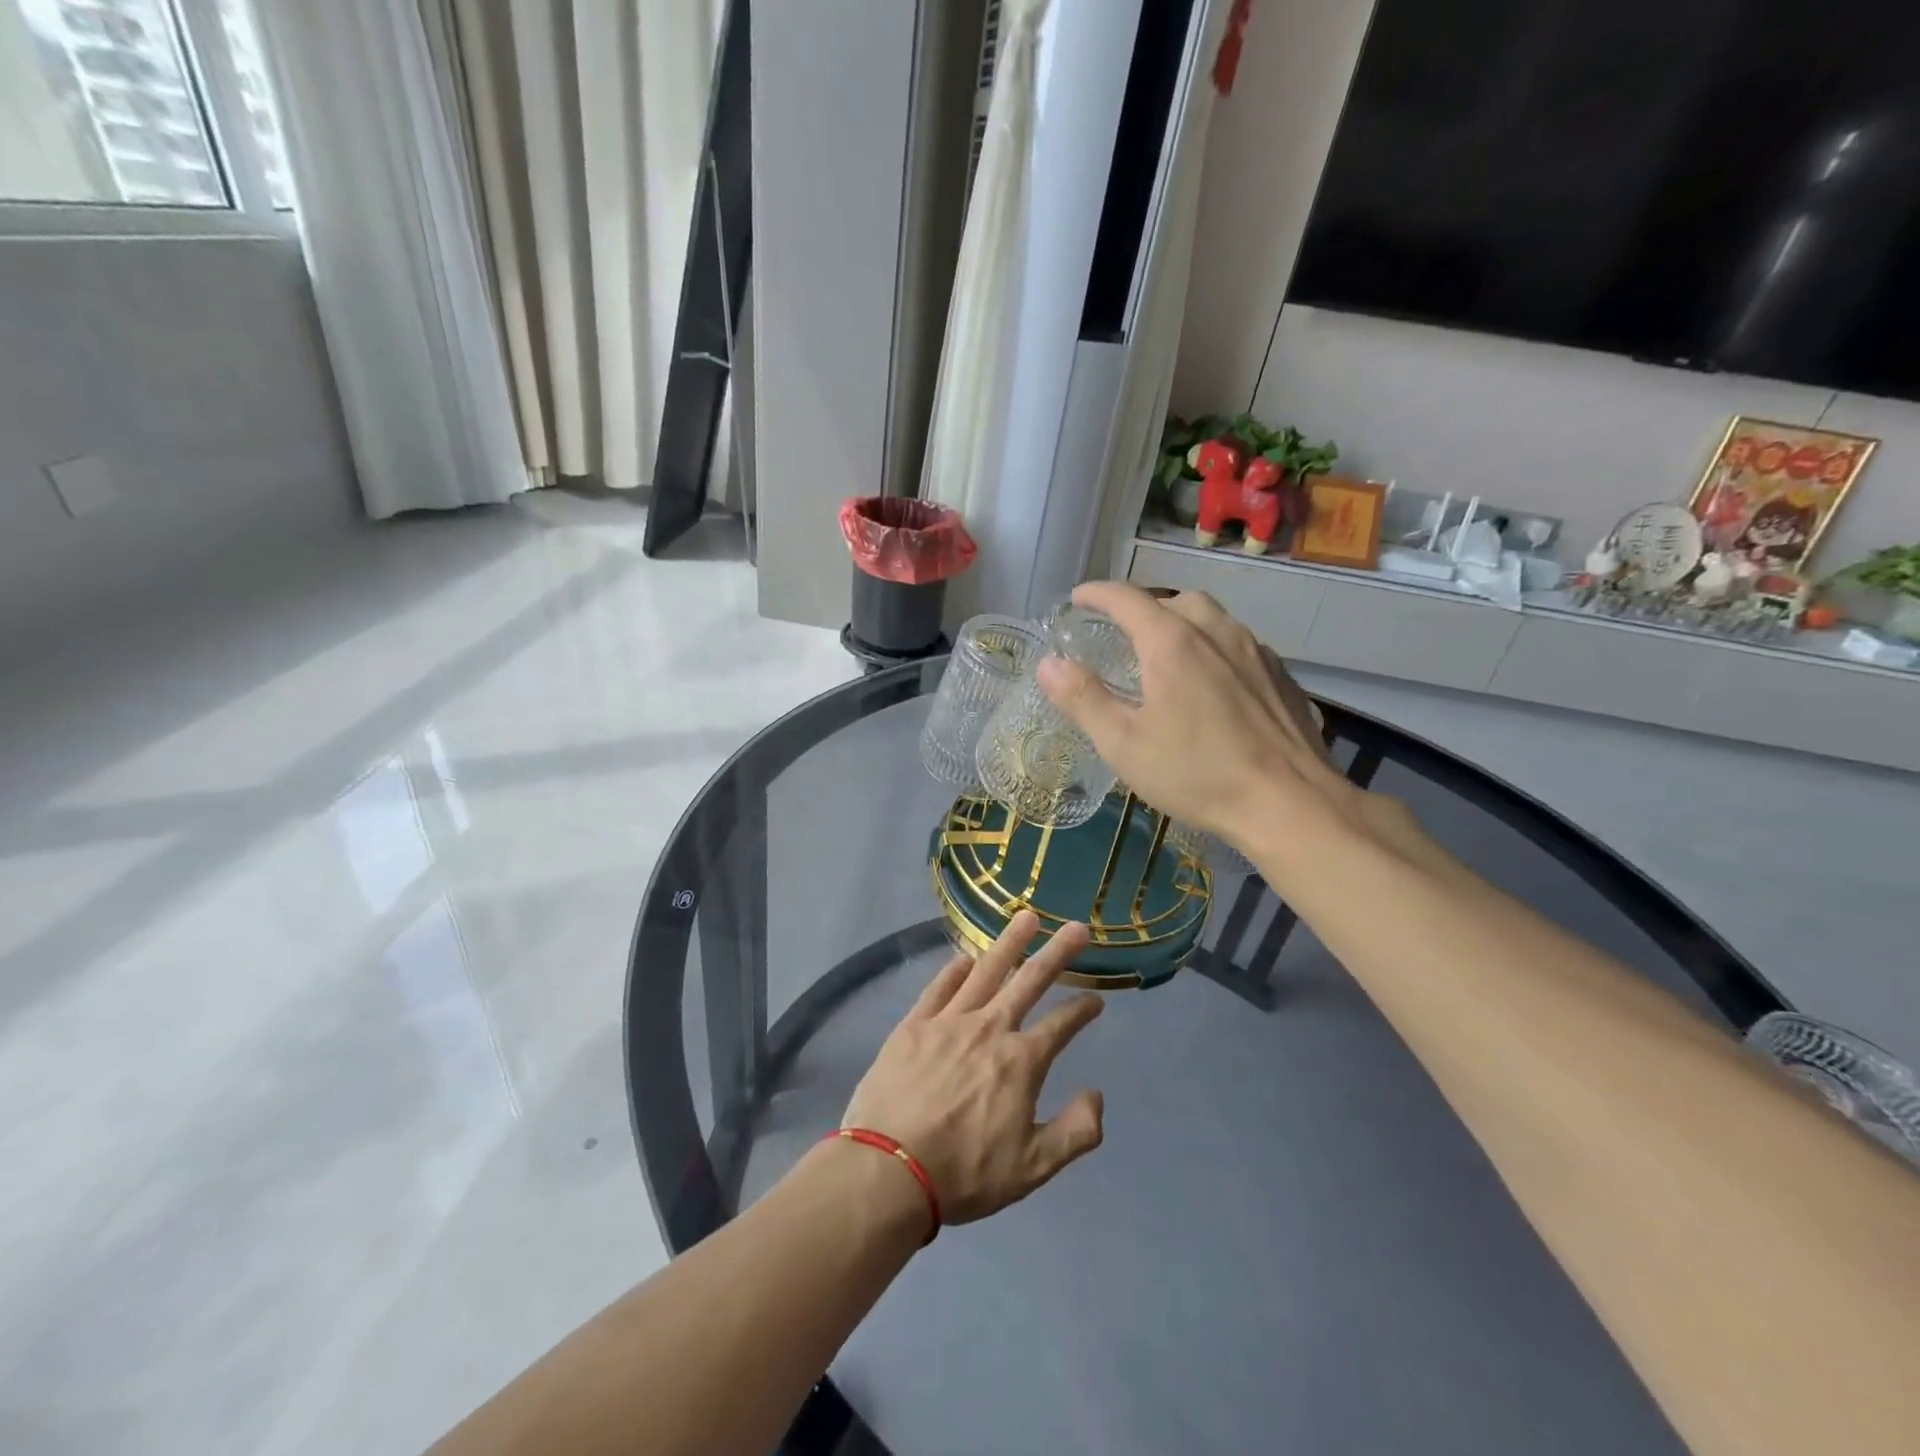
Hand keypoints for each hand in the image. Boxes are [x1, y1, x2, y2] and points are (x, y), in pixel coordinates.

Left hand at [840, 912, 1104, 1225]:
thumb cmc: (964, 1173)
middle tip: (1076, 927)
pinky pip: (940, 986)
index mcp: (1021, 1062)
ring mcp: (949, 1020)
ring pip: (986, 970)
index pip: (1061, 1026)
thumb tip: (1097, 1094)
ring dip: (1009, 942)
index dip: (1082, 1011)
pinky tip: (966, 957)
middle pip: (1030, 980)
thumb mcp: (1033, 1169)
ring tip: (1026, 917)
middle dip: (1057, 953)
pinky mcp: (914, 1024)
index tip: (1096, 999)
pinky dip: (956, 968)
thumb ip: (1075, 1132)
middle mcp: (990, 1028)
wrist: (889, 1170)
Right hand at [1037, 582, 1359, 847]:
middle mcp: (1216, 632)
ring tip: (1167, 654)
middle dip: (1144, 608)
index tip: (1078, 597)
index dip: (1098, 593)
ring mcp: (1255, 651)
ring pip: (1213, 619)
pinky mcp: (1280, 675)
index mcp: (1172, 642)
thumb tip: (1049, 664)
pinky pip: (1239, 644)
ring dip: (1183, 624)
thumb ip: (1083, 699)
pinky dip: (1214, 648)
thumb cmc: (1197, 774)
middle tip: (1124, 633)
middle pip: (1175, 601)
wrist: (1289, 803)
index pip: (1127, 598)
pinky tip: (1212, 683)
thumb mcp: (1123, 743)